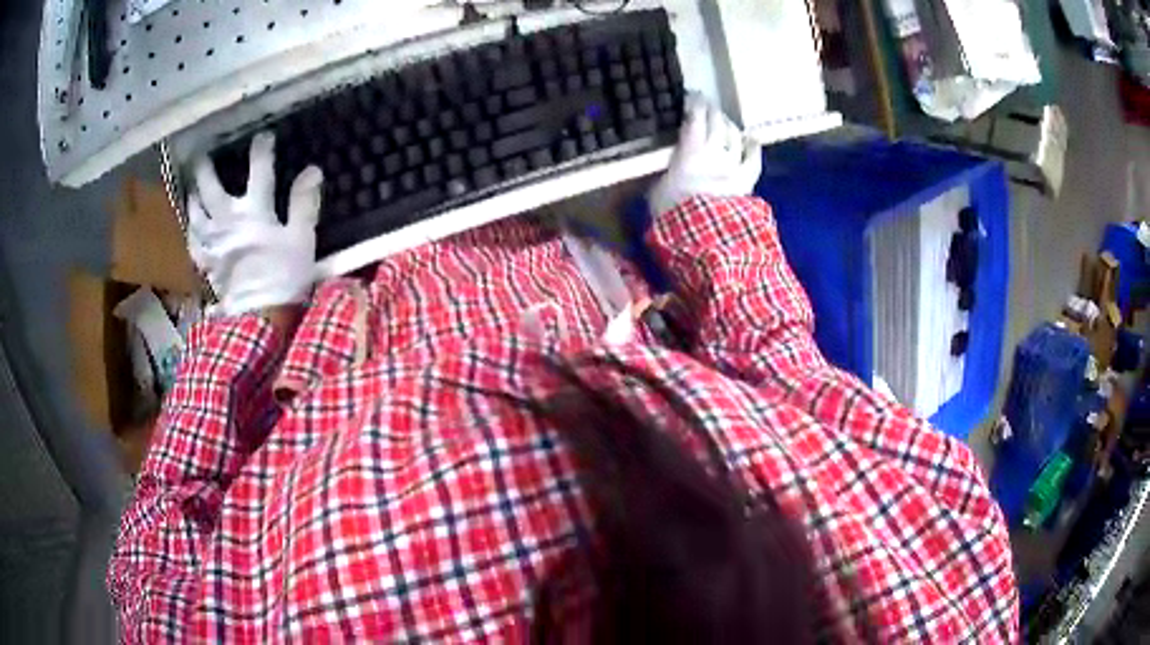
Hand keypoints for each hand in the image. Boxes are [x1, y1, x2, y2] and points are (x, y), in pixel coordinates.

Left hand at [188, 132, 323, 315]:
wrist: (259, 319)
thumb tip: (312, 170)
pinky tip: (192, 225)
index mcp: (255, 211)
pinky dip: (191, 229)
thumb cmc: (283, 277)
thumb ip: (304, 203)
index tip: (263, 136)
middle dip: (207, 168)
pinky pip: (193, 240)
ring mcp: (212, 242)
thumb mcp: (302, 239)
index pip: (258, 170)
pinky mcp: (205, 262)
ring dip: (193, 195)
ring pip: (195, 211)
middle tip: (202, 155)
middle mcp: (227, 219)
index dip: (261, 150)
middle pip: (211, 187)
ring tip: (193, 187)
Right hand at [648, 97, 762, 216]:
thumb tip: (665, 169)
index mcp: (690, 150)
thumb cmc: (672, 213)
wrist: (701, 235)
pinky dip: (752, 146)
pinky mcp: (746, 180)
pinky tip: (751, 139)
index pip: (694, 117)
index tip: (691, 96)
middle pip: (717, 122)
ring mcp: (733, 164)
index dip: (694, 103)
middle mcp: (715, 150)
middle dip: (712, 110)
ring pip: (734, 135)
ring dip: (728, 124)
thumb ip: (665, 172)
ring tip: (724, 121)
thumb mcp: (656, 190)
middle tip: (706, 105)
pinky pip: (753, 159)